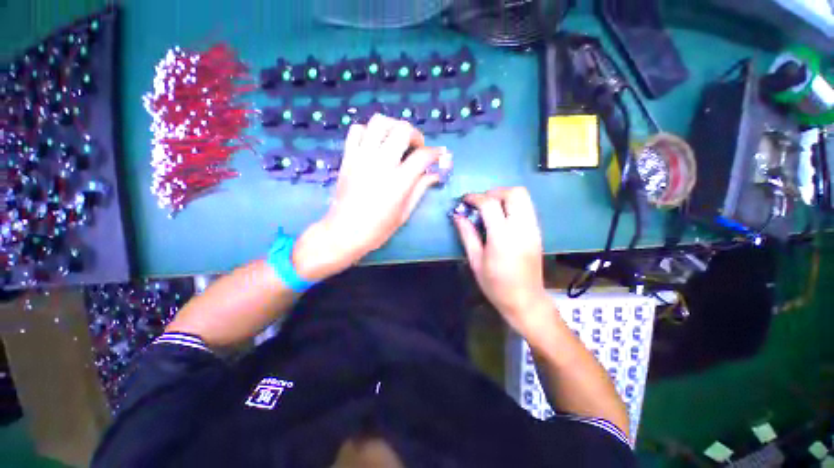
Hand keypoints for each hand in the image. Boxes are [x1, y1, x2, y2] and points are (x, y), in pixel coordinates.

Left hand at [294, 114, 446, 279]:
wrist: (343, 232)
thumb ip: (420, 189)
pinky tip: (375, 144)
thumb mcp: (404, 213)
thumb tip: (435, 174)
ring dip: (393, 126)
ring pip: (379, 122)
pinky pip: (357, 130)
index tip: (440, 154)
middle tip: (417, 148)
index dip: (436, 152)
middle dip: (416, 135)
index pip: (423, 156)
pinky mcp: (347, 157)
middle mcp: (381, 164)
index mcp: (398, 182)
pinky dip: (369, 131)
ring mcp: (361, 158)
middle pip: (402, 130)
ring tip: (397, 140)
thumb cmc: (377, 229)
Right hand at [454, 187, 549, 334]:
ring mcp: (533, 228)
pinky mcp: (538, 232)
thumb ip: (467, 234)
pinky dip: (513, 205)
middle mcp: (522, 228)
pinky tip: (502, 218)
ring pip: (524, 197)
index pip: (490, 204)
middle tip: (480, 203)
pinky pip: (527, 207)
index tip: (464, 200)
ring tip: (490, 209)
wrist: (525, 300)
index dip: (475, 197)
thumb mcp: (475, 261)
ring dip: (505, 196)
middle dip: (494, 192)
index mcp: (502, 237)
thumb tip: (457, 215)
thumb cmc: (496, 285)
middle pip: (514, 193)